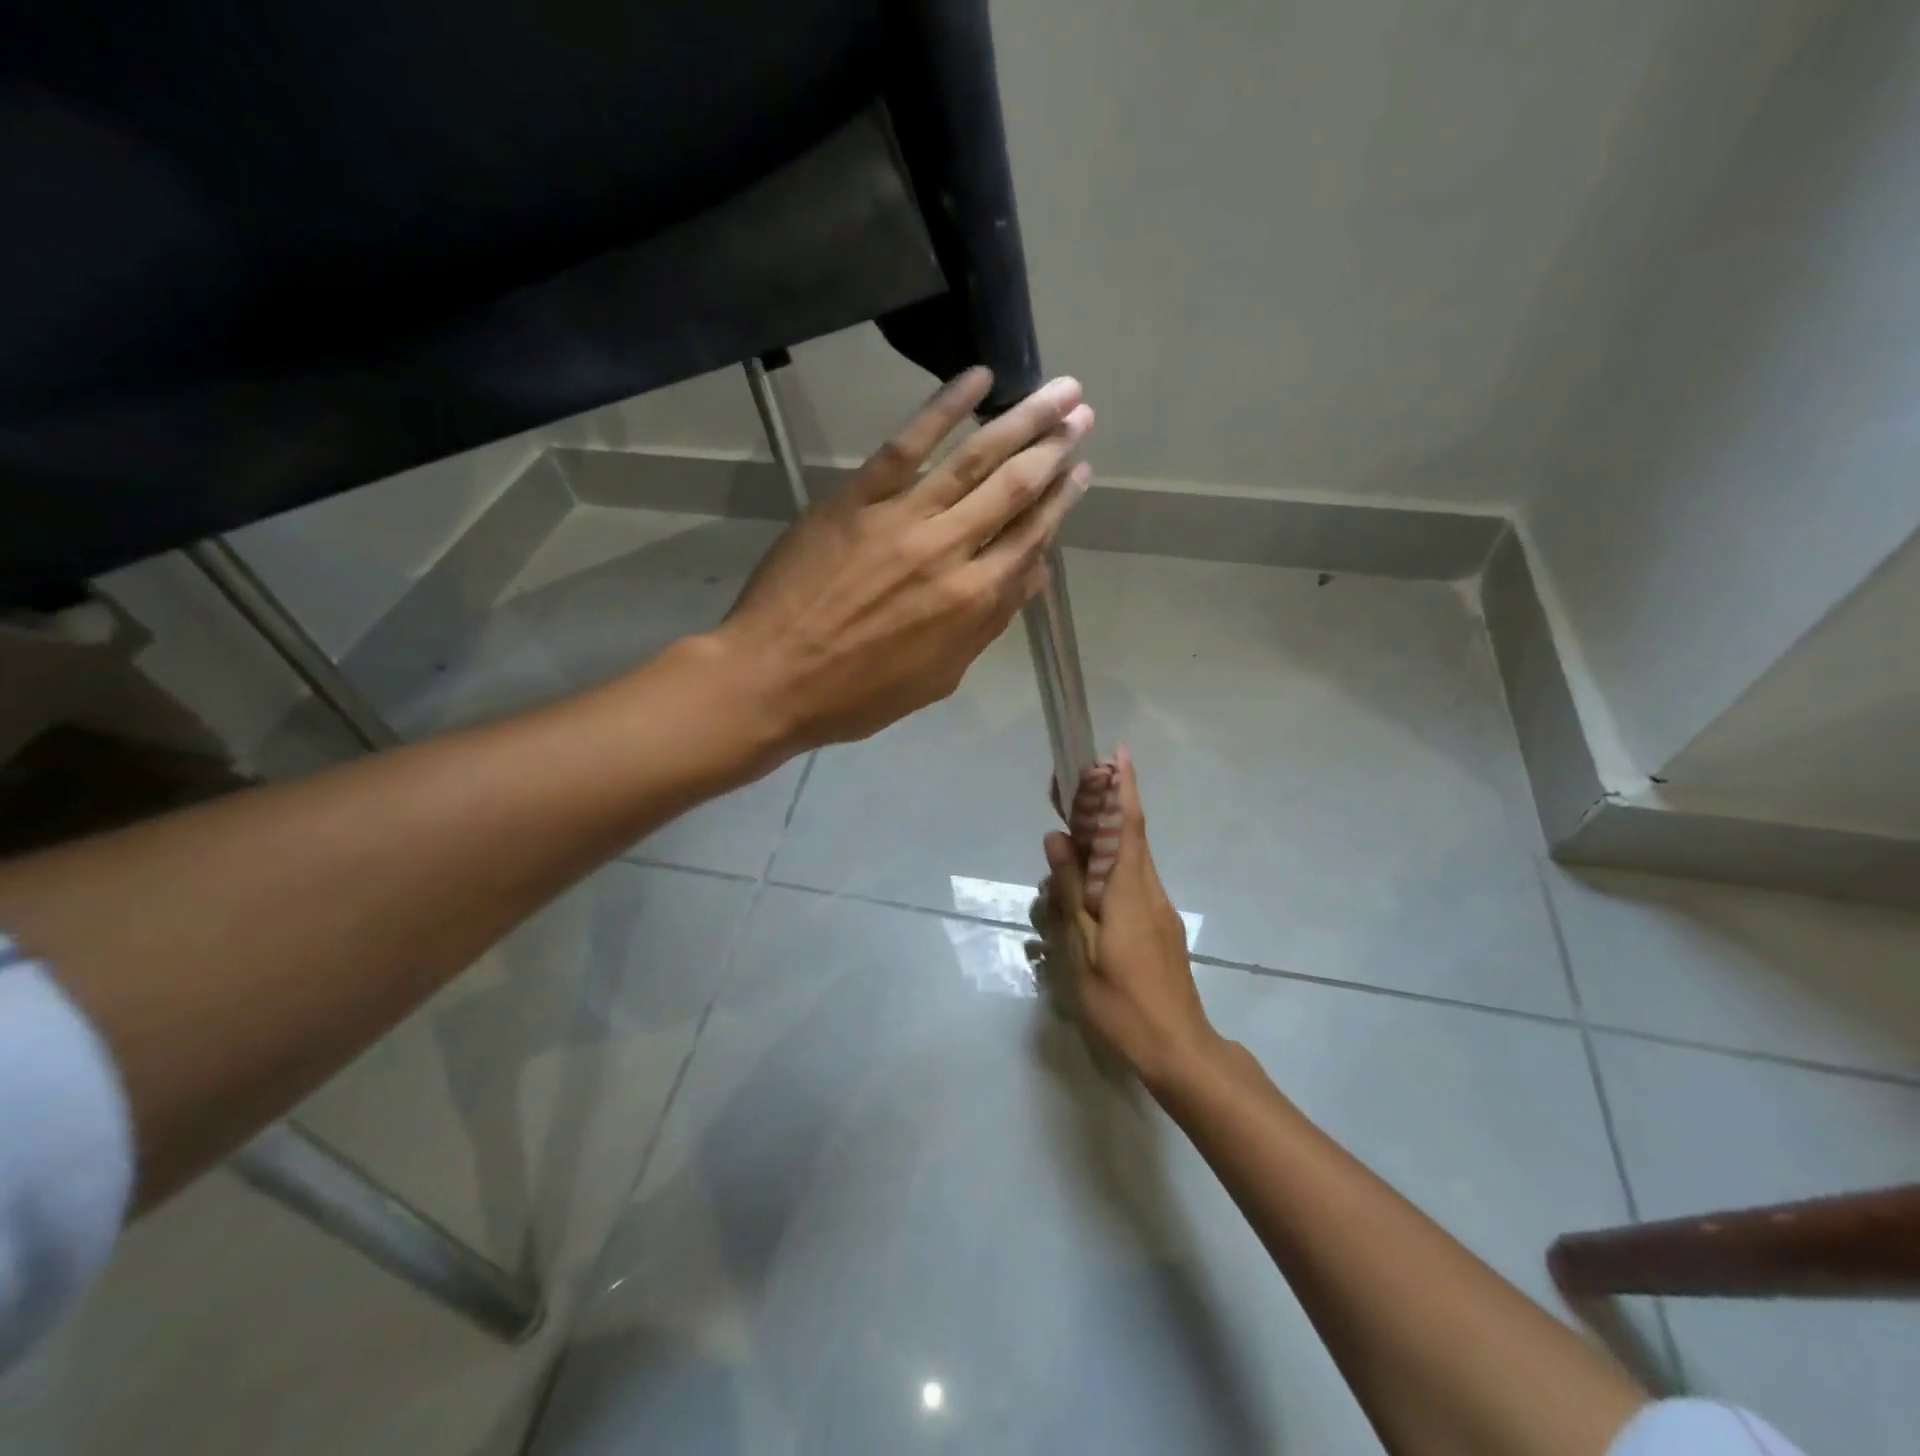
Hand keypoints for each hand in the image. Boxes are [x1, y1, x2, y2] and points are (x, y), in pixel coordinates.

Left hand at [714, 367, 1093, 751]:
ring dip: (1021, 421)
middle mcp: (950, 551)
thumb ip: (989, 624)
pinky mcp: (858, 498)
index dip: (1062, 503)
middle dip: (1055, 449)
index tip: (1081, 471)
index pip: (1031, 539)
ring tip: (1058, 391)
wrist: (773, 679)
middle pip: (1015, 489)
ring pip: (975, 460)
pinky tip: (978, 379)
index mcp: (973, 601)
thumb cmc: (858, 694)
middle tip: (1082, 415)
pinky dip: (944, 407)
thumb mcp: (939, 677)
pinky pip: (907, 445)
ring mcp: (903, 518)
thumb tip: (1035, 574)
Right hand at [1029, 747, 1219, 1090]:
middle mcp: (1150, 891)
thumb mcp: (1082, 948)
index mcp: (1130, 890)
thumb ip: (1071, 890)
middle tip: (1069, 796)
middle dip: (1103, 810)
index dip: (1122, 788)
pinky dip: (1107, 876)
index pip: (1127, 826)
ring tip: (1063, 856)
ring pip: (1127, 865)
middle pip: (1127, 839)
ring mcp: (1158, 912)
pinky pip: (1129, 888)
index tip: (1117, 753)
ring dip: (1100, 847)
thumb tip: (1057, 839)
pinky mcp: (1159, 930)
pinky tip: (1082, 899)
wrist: (1179, 1051)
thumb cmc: (1123, 1002)